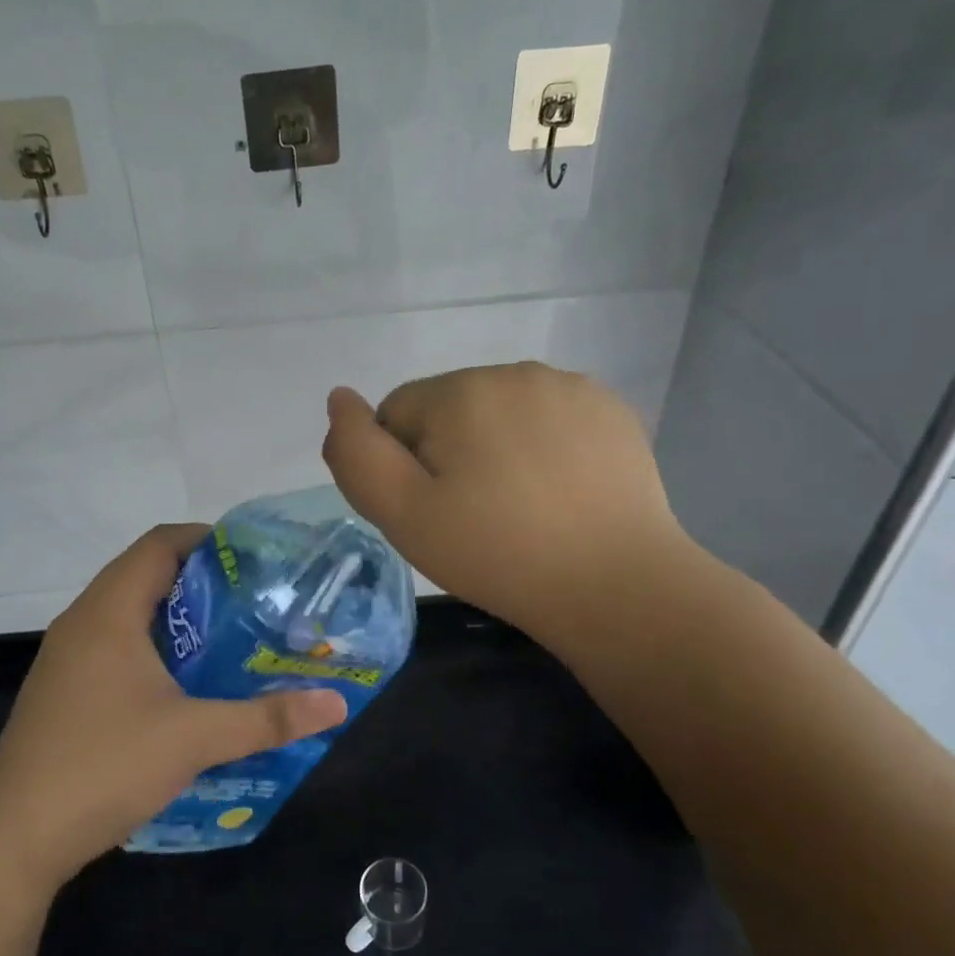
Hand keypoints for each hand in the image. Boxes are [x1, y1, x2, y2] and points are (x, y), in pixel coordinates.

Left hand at [0, 524, 347, 895]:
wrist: (13, 838)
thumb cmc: (103, 765)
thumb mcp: (194, 738)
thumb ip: (267, 718)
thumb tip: (336, 703)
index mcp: (108, 611)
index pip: (159, 544)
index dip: (207, 540)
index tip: (255, 559)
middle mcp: (83, 622)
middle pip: (146, 576)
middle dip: (202, 583)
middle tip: (256, 602)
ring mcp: (68, 660)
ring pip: (130, 616)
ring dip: (178, 621)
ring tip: (231, 640)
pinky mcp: (64, 693)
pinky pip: (116, 649)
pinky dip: (155, 651)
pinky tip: (187, 688)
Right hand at [320, 364, 690, 650]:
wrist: (614, 584)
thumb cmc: (495, 553)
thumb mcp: (402, 515)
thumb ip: (356, 454)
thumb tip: (340, 398)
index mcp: (458, 391)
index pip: (396, 414)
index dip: (401, 467)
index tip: (431, 512)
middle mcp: (512, 371)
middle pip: (448, 409)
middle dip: (447, 453)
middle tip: (472, 516)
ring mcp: (569, 387)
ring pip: (499, 412)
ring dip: (494, 447)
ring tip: (518, 508)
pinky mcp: (610, 410)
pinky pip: (549, 419)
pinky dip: (542, 446)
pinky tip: (558, 493)